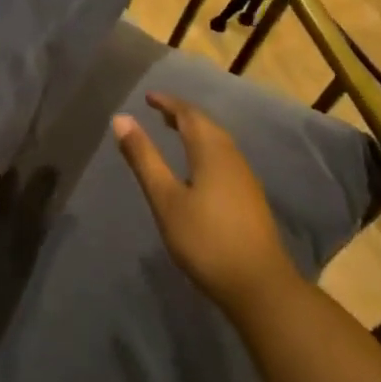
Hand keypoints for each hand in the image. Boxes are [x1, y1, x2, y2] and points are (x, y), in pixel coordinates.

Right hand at [112, 91, 298, 325]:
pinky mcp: (249, 197)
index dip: (168, 103)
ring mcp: (245, 178)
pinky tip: (197, 167)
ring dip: (195, 131)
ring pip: (218, 142)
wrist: (258, 284)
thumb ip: (144, 158)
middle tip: (158, 112)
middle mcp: (232, 157)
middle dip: (182, 114)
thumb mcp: (165, 199)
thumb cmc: (205, 239)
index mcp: (211, 151)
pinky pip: (224, 158)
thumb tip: (122, 119)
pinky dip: (205, 149)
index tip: (148, 97)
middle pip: (206, 125)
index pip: (188, 115)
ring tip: (174, 133)